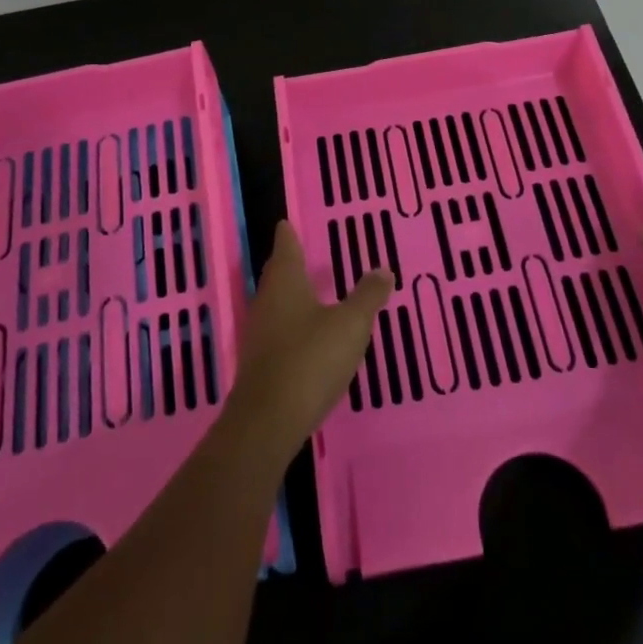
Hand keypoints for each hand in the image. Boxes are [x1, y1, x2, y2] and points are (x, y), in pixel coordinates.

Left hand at [222, 221, 391, 462]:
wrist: (269, 420)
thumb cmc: (311, 359)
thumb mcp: (350, 325)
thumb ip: (368, 296)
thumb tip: (383, 269)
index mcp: (285, 282)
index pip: (286, 247)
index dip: (288, 235)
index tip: (286, 223)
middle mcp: (267, 301)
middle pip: (277, 275)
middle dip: (289, 264)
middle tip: (301, 254)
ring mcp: (259, 334)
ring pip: (275, 303)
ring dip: (291, 296)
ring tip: (310, 292)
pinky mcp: (260, 363)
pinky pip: (277, 331)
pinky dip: (291, 325)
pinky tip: (306, 336)